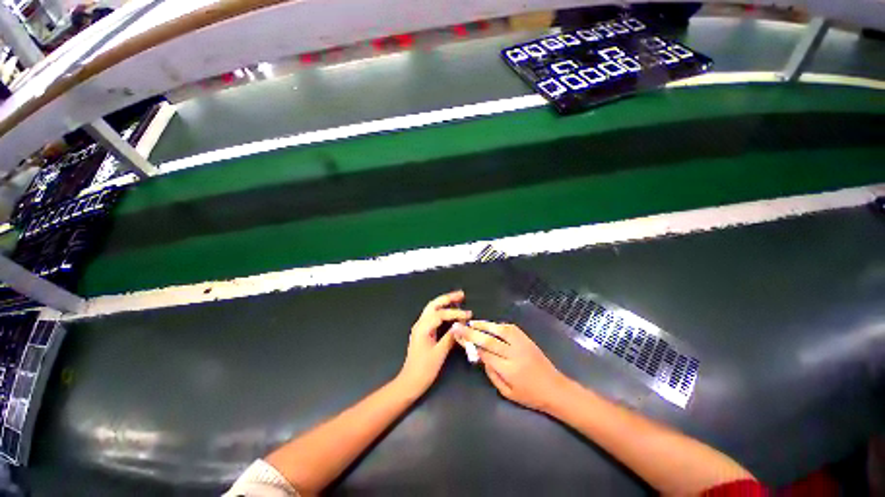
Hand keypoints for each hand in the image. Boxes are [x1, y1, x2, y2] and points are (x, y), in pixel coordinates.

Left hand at [397, 290, 471, 396]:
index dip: (455, 313)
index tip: (468, 315)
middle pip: (433, 305)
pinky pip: (433, 316)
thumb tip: (461, 326)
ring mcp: (420, 327)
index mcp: (423, 328)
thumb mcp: (439, 354)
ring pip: (432, 309)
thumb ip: (450, 337)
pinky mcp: (423, 332)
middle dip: (447, 298)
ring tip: (458, 299)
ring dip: (444, 303)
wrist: (410, 382)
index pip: (440, 314)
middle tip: (461, 294)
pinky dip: (442, 311)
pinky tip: (450, 312)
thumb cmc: (424, 369)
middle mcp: (420, 324)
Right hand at [453, 320, 568, 411]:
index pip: (485, 353)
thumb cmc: (530, 395)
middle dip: (472, 332)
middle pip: (489, 339)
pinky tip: (490, 325)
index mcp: (509, 370)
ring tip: (472, 322)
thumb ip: (492, 374)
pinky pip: (510, 328)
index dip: (470, 344)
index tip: (459, 336)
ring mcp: (522, 344)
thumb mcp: (507, 392)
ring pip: (500, 330)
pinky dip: (498, 325)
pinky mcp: (527, 339)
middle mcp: (514, 354)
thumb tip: (480, 356)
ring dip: (484, 325)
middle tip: (459, 326)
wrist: (555, 388)